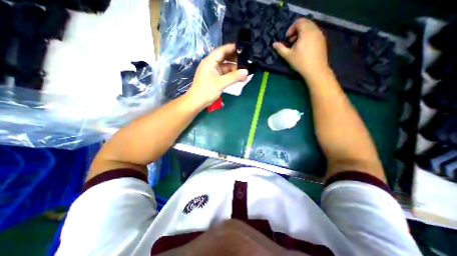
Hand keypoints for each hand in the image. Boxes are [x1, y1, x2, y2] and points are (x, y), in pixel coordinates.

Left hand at [185, 44, 248, 107]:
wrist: (197, 102)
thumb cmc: (206, 91)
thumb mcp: (221, 83)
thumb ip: (234, 77)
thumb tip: (246, 72)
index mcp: (210, 61)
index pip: (222, 50)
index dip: (232, 48)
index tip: (244, 48)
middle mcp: (212, 64)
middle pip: (225, 58)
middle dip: (236, 60)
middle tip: (248, 61)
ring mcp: (214, 72)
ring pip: (226, 67)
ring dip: (235, 70)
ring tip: (246, 73)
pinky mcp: (215, 78)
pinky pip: (225, 74)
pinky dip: (232, 76)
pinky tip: (240, 78)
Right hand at [273, 18, 330, 78]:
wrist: (316, 70)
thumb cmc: (300, 62)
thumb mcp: (288, 56)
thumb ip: (280, 48)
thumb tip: (274, 44)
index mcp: (306, 32)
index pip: (299, 22)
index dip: (291, 28)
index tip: (287, 38)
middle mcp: (315, 30)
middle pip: (306, 24)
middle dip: (296, 31)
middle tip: (291, 42)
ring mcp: (320, 36)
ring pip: (311, 29)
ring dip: (302, 34)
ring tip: (297, 46)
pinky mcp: (323, 41)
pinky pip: (314, 34)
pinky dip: (308, 37)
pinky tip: (304, 49)